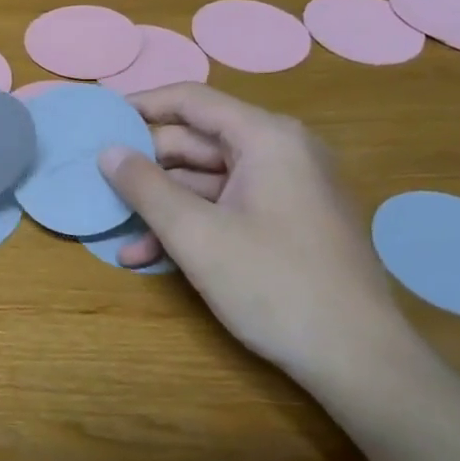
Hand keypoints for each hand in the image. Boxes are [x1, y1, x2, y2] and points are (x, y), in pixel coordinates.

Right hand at [97, 84, 421, 387]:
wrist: (360, 360)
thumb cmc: (274, 285)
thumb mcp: (196, 235)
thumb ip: (145, 187)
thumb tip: (107, 152)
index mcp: (267, 138)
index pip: (191, 101)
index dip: (141, 106)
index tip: (100, 120)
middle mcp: (282, 152)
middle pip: (198, 142)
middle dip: (148, 167)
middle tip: (100, 184)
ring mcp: (289, 189)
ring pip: (209, 181)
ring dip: (163, 206)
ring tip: (118, 233)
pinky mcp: (290, 223)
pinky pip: (229, 208)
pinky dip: (193, 225)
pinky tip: (151, 256)